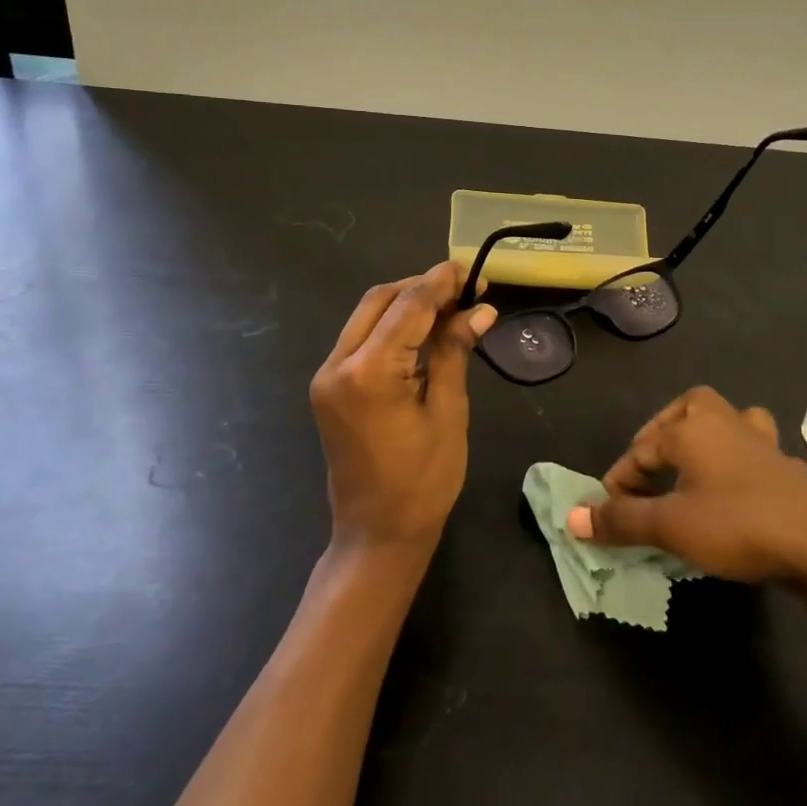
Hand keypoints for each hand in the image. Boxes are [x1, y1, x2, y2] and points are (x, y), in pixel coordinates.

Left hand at [310, 261, 496, 555]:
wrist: (377, 535)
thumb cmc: (423, 481)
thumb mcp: (447, 412)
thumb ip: (454, 352)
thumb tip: (479, 310)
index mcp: (368, 372)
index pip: (408, 306)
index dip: (442, 282)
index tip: (473, 270)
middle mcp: (337, 364)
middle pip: (380, 300)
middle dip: (422, 287)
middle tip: (465, 289)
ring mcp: (327, 376)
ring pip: (367, 316)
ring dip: (407, 305)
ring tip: (452, 307)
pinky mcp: (329, 388)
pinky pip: (361, 340)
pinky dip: (392, 328)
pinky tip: (425, 332)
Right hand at [571, 386, 806, 585]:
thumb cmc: (737, 526)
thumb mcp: (670, 526)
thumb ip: (621, 520)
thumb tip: (572, 518)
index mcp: (694, 428)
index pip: (642, 448)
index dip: (619, 480)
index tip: (607, 513)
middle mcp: (728, 423)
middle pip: (688, 409)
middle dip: (664, 433)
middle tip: (650, 469)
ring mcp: (764, 443)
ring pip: (730, 421)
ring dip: (708, 436)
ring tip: (694, 465)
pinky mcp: (789, 468)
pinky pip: (758, 454)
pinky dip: (743, 464)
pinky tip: (740, 489)